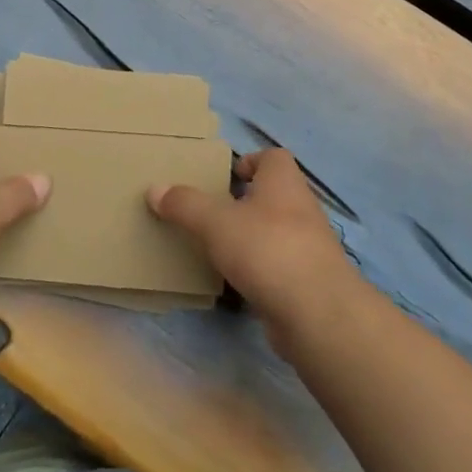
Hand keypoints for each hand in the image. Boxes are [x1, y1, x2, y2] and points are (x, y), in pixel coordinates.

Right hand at [148, 147, 358, 340]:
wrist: (317, 313)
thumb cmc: (267, 249)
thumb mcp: (216, 222)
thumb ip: (185, 204)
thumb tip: (154, 188)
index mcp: (284, 183)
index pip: (274, 157)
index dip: (251, 161)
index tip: (225, 176)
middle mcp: (301, 209)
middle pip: (273, 195)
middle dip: (244, 202)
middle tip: (210, 212)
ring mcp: (308, 248)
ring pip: (275, 232)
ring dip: (250, 237)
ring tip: (215, 247)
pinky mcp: (306, 282)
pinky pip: (277, 267)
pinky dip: (257, 270)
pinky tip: (233, 282)